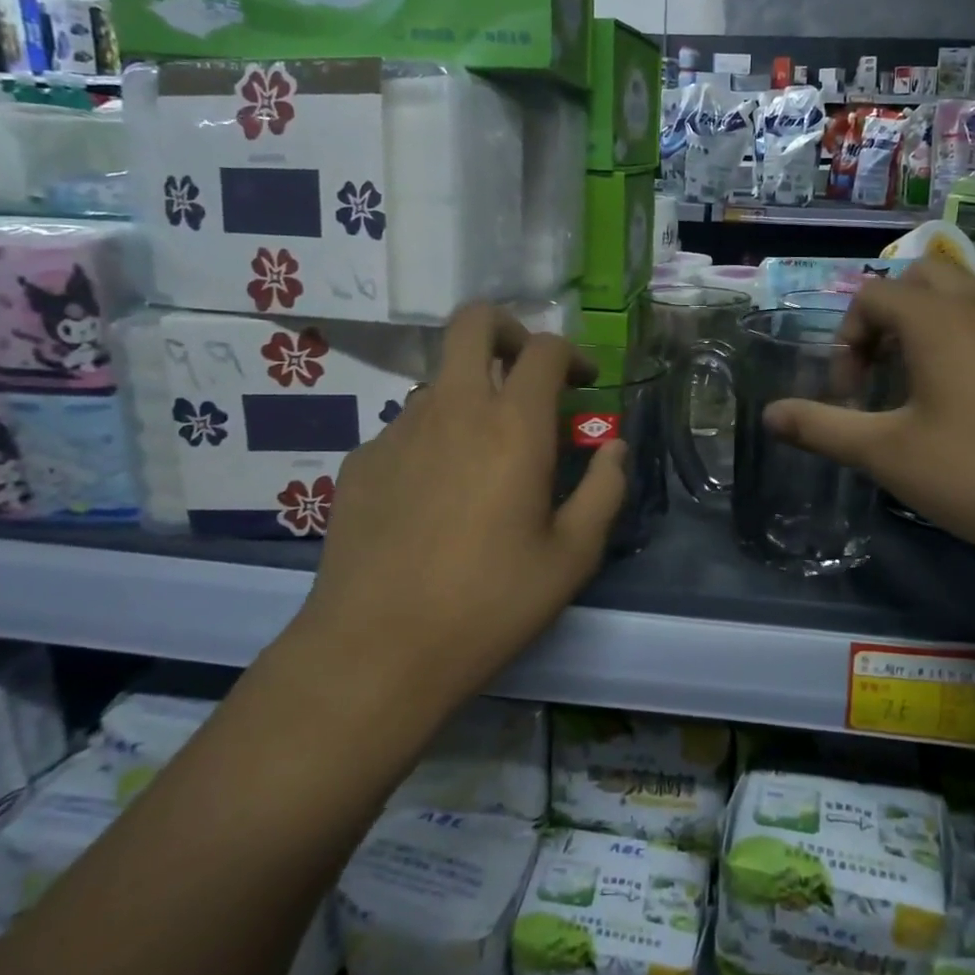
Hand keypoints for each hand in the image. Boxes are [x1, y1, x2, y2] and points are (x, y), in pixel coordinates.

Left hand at [293, 304, 626, 704]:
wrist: (376, 651)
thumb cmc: (489, 604)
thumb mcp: (571, 557)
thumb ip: (604, 490)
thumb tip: (613, 448)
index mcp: (513, 426)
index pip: (545, 349)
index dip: (572, 354)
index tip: (584, 383)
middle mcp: (453, 409)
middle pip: (473, 322)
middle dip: (507, 330)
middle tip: (526, 372)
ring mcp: (398, 430)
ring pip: (439, 381)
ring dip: (470, 396)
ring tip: (483, 460)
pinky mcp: (360, 461)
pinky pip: (407, 428)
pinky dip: (433, 440)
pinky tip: (434, 499)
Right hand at [763, 260, 974, 577]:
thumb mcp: (887, 455)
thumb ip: (822, 429)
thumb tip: (768, 415)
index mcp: (937, 321)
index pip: (872, 296)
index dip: (846, 340)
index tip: (849, 394)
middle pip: (919, 279)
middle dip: (885, 317)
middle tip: (879, 372)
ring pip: (959, 299)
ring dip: (923, 329)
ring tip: (914, 388)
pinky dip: (959, 343)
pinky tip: (962, 406)